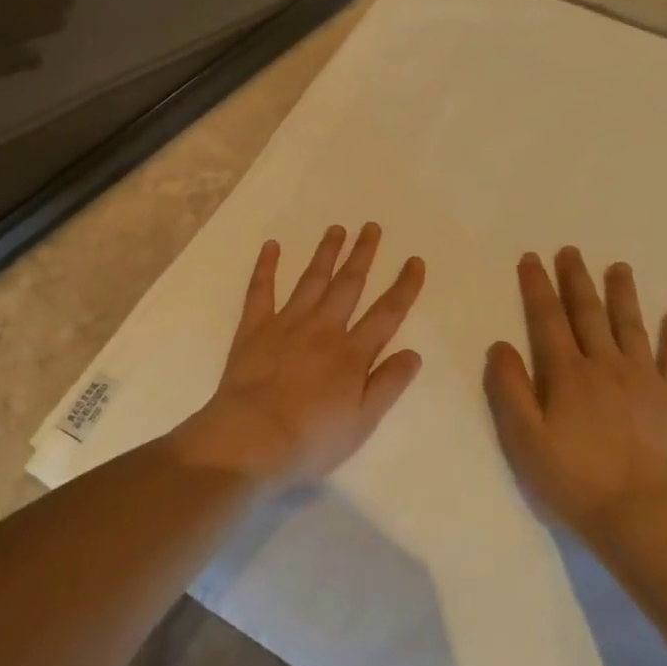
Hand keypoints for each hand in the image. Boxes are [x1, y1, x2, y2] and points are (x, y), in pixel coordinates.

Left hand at [175, 224, 425, 488]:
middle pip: (349, 285)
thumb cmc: (311, 438)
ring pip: (311, 280)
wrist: (252, 438)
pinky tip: (272, 246)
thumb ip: (388, 384)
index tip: (414, 261)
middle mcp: (323, 328)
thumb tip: (413, 352)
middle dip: (363, 254)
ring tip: (337, 229)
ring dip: (326, 253)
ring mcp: (286, 323)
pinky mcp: (254, 328)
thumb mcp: (363, 421)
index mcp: (352, 353)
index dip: (404, 286)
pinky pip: (261, 290)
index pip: (387, 313)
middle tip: (371, 227)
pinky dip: (266, 266)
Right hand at [484, 249, 666, 544]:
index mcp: (567, 374)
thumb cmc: (572, 479)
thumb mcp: (524, 438)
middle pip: (588, 313)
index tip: (531, 259)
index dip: (537, 287)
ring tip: (617, 267)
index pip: (547, 319)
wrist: (640, 516)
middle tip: (569, 251)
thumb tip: (501, 345)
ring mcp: (644, 380)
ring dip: (622, 294)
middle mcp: (605, 366)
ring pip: (631, 326)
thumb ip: (509, 389)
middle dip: (576, 279)